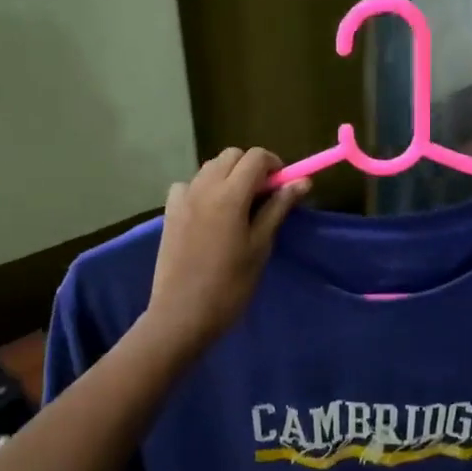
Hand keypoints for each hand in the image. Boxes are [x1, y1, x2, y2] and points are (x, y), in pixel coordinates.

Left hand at [142, 148, 309, 356]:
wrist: (182, 314)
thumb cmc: (230, 285)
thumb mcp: (260, 246)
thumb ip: (278, 208)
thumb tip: (302, 182)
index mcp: (229, 194)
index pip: (256, 157)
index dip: (275, 165)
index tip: (283, 187)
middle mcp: (203, 187)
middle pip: (232, 156)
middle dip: (251, 167)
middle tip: (264, 197)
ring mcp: (182, 198)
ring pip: (210, 167)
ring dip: (229, 176)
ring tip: (238, 208)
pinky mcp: (169, 212)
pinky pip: (190, 184)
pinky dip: (204, 188)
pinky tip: (210, 214)